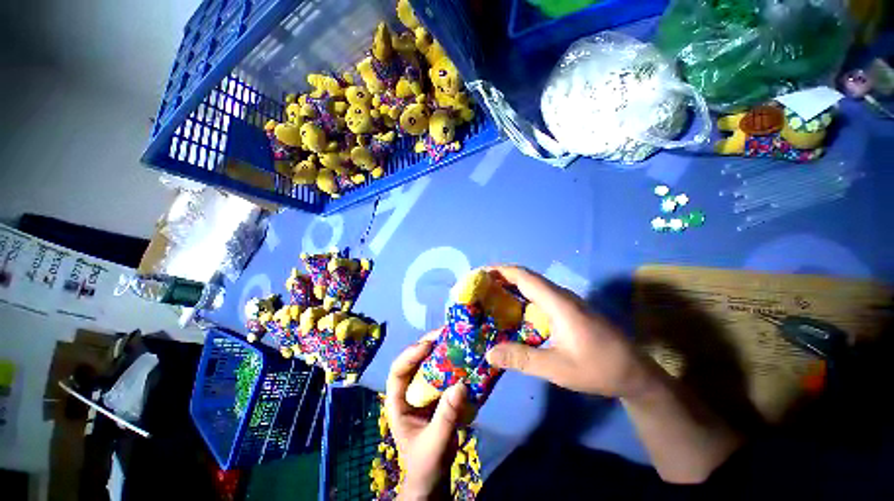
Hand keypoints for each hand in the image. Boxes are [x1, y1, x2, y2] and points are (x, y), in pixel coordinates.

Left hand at [386, 333, 471, 499]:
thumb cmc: (426, 463)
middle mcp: (409, 390)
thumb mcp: (434, 444)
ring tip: (455, 338)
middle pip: (414, 360)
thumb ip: (446, 418)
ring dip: (441, 349)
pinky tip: (463, 354)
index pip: (397, 371)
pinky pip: (443, 371)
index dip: (410, 355)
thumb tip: (460, 385)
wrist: (434, 476)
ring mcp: (424, 389)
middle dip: (427, 345)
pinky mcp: (438, 392)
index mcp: (398, 401)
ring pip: (429, 363)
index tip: (428, 345)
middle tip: (445, 333)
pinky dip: (452, 362)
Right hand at [485, 265, 654, 397]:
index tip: (481, 273)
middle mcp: (562, 296)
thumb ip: (522, 359)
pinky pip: (541, 296)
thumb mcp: (558, 368)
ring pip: (534, 285)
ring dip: (512, 286)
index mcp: (559, 303)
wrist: (636, 373)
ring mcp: (567, 302)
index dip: (502, 271)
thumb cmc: (599, 369)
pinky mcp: (569, 309)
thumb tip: (489, 354)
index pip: (525, 277)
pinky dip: (523, 296)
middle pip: (528, 277)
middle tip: (481, 286)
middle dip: (503, 277)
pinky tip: (514, 311)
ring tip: (491, 295)